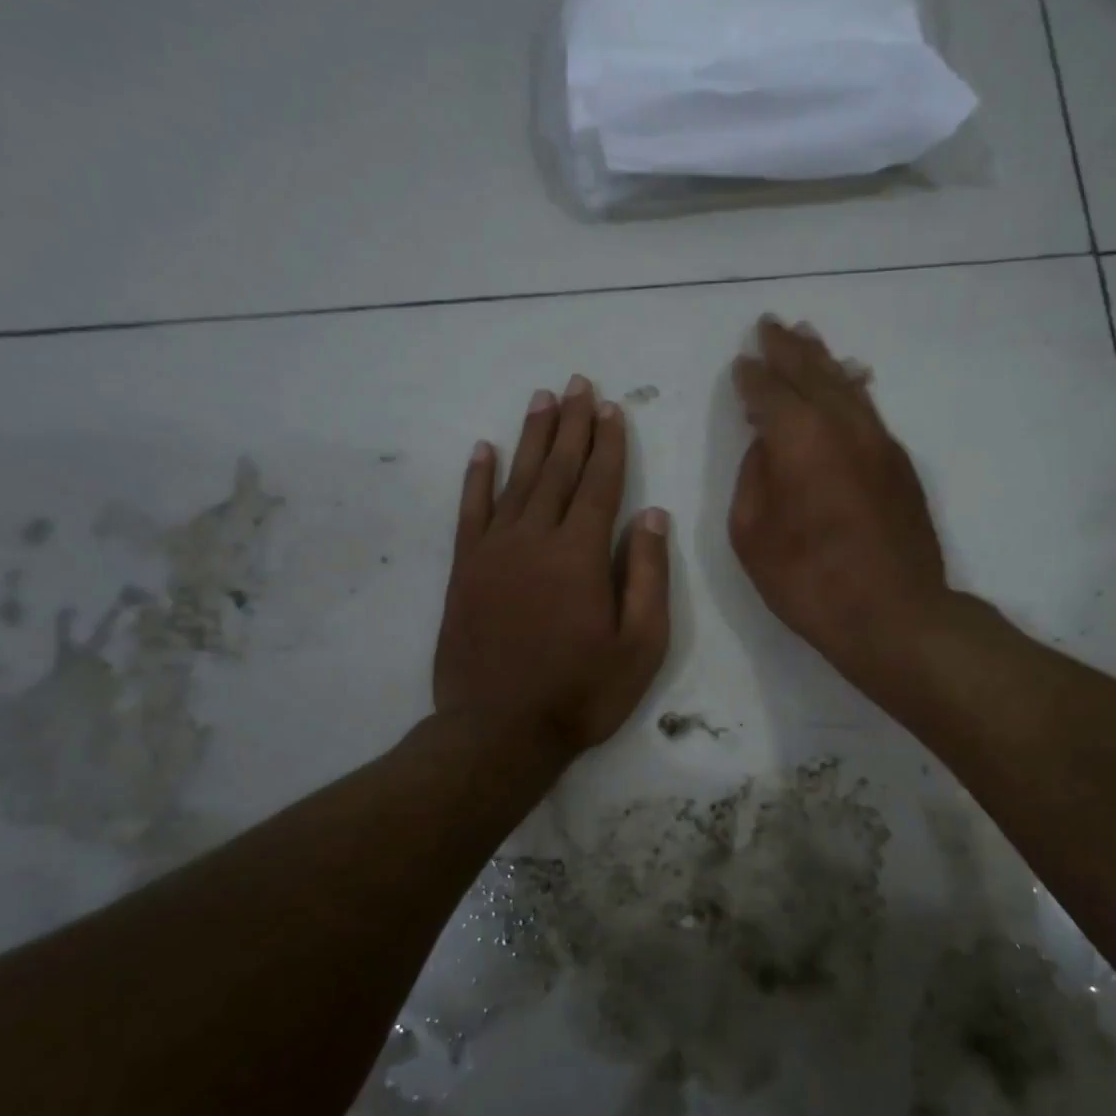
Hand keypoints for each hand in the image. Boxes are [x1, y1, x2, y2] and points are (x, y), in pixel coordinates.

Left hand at [435, 376, 669, 761]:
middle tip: (577, 384)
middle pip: (557, 469)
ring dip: (531, 437)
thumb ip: (647, 575)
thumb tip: (652, 514)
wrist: (498, 731)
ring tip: (542, 399)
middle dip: (571, 425)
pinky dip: (477, 478)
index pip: (599, 484)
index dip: (609, 444)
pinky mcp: (464, 570)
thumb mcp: (640, 645)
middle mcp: (534, 538)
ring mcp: (493, 551)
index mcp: (580, 554)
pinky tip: (484, 449)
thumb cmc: (581, 693)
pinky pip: (470, 511)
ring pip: (516, 480)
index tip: (612, 408)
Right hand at [729, 317, 947, 693]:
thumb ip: (754, 478)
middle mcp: (844, 426)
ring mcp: (879, 442)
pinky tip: (848, 382)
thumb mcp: (753, 535)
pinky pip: (870, 410)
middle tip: (771, 325)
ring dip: (823, 360)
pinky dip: (851, 389)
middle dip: (788, 348)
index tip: (742, 361)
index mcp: (800, 439)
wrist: (894, 614)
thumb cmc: (809, 581)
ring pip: (847, 386)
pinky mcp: (900, 464)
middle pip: (812, 373)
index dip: (752, 376)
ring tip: (807, 338)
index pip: (769, 392)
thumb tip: (767, 446)